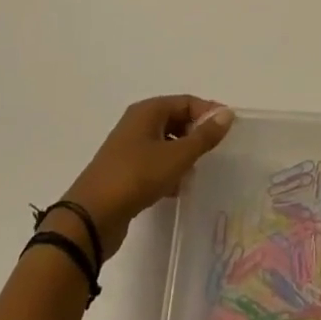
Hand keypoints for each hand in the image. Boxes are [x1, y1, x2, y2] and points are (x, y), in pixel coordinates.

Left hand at [63, 96, 234, 258]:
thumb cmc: (137, 176)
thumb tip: (227, 114)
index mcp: (147, 111)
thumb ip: (204, 135)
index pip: (186, 102)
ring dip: (183, 154)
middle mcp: (137, 124)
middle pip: (175, 120)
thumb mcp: (177, 156)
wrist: (92, 217)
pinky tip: (178, 188)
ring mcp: (128, 148)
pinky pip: (154, 163)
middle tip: (215, 151)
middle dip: (196, 134)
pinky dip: (169, 171)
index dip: (209, 112)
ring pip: (165, 143)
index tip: (228, 130)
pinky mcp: (125, 172)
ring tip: (199, 171)